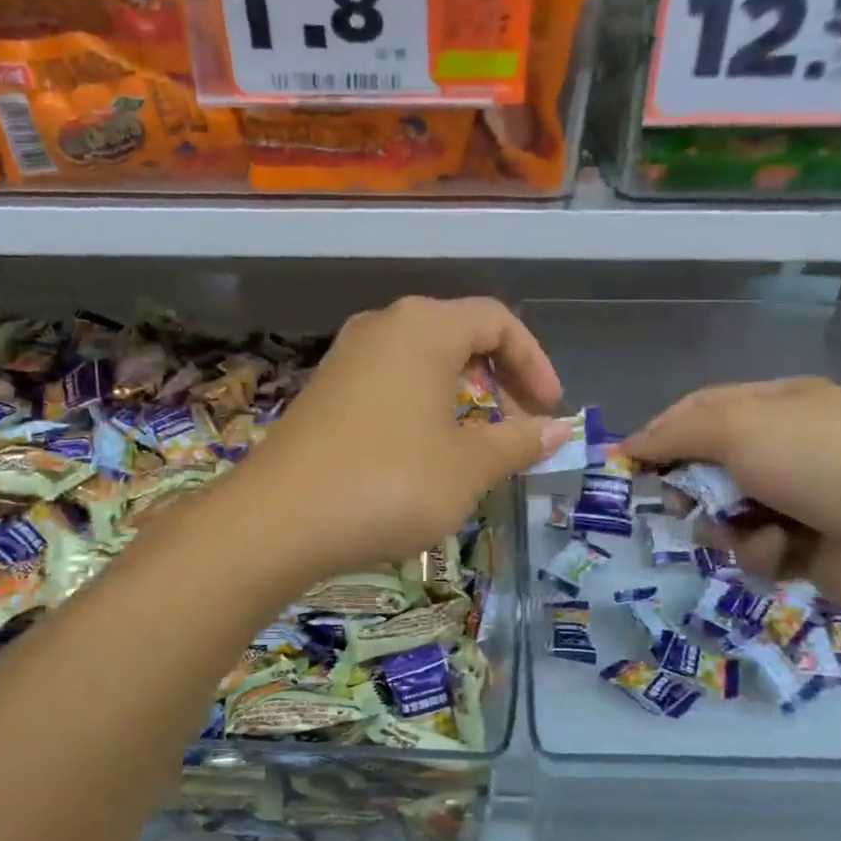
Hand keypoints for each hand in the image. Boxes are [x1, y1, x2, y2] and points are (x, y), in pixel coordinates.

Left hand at [242, 297, 570, 578]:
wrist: (279, 520)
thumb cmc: (390, 482)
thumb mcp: (468, 466)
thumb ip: (519, 441)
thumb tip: (561, 429)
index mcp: (424, 327)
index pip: (497, 320)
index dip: (534, 362)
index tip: (550, 410)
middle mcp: (382, 327)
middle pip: (457, 334)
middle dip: (498, 377)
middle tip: (518, 424)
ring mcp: (345, 358)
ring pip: (420, 361)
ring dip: (459, 394)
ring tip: (475, 440)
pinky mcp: (323, 392)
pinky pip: (388, 384)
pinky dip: (421, 406)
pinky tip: (422, 451)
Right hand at [625, 378, 840, 615]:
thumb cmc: (818, 461)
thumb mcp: (738, 428)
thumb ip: (676, 433)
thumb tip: (630, 444)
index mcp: (780, 404)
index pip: (703, 409)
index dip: (663, 431)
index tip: (630, 460)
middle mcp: (790, 446)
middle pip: (711, 463)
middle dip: (692, 484)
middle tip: (678, 502)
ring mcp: (802, 497)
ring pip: (728, 510)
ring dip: (724, 524)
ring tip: (739, 532)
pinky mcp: (808, 545)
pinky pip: (756, 545)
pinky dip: (760, 549)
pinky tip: (780, 550)